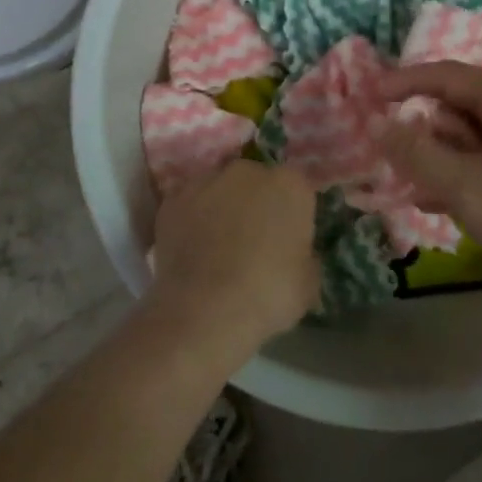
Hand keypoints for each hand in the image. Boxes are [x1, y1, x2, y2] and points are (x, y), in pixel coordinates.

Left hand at [147, 160, 319, 364]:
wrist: (205, 310)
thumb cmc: (268, 294)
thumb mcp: (308, 282)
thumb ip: (304, 255)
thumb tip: (294, 253)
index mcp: (289, 185)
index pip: (297, 189)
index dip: (293, 214)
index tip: (289, 240)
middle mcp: (247, 171)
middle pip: (256, 181)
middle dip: (256, 203)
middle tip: (253, 242)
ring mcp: (206, 181)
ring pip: (220, 190)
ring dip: (222, 208)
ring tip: (217, 248)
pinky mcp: (172, 200)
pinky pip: (189, 206)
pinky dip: (191, 221)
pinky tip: (192, 251)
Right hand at [377, 63, 481, 316]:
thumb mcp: (464, 187)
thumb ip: (415, 152)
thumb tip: (377, 123)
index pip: (446, 74)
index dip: (403, 82)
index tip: (368, 97)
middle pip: (459, 106)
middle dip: (423, 130)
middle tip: (392, 158)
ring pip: (473, 137)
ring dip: (440, 158)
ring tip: (413, 188)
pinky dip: (464, 175)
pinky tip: (441, 205)